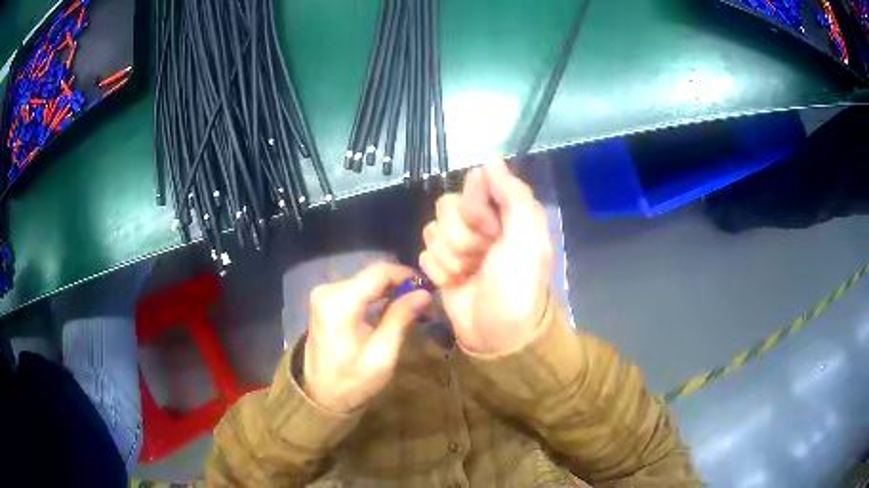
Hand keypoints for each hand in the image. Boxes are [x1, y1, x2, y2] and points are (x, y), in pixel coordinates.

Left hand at [303, 263, 431, 412]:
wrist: (320, 396)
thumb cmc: (352, 381)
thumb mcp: (382, 354)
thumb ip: (400, 318)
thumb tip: (424, 293)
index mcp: (339, 302)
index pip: (379, 272)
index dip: (407, 275)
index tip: (429, 286)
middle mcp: (328, 290)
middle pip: (372, 276)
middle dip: (401, 286)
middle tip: (426, 303)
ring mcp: (324, 294)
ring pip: (366, 281)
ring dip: (391, 291)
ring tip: (415, 308)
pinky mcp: (325, 301)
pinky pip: (357, 290)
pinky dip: (377, 297)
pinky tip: (393, 309)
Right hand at [420, 159, 552, 353]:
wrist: (498, 333)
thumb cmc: (517, 284)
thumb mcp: (528, 237)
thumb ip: (513, 194)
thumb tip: (489, 160)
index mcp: (503, 213)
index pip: (473, 185)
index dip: (476, 207)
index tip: (490, 229)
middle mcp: (478, 224)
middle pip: (446, 207)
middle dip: (462, 237)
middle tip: (481, 258)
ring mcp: (456, 246)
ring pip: (432, 230)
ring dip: (451, 257)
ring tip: (469, 275)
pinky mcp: (440, 266)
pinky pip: (423, 253)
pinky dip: (439, 271)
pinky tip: (456, 284)